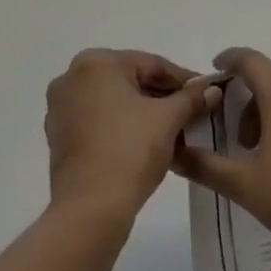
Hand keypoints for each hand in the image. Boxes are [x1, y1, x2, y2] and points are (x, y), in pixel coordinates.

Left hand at [44, 50, 217, 224]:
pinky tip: (146, 142)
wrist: (90, 208)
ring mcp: (61, 108)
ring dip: (144, 111)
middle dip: (163, 96)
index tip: (207, 92)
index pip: (151, 64)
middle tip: (193, 111)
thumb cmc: (131, 150)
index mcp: (96, 63)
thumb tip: (211, 89)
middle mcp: (72, 77)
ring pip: (114, 101)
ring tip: (175, 128)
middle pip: (131, 80)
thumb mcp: (169, 118)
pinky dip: (122, 126)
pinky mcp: (58, 136)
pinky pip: (98, 120)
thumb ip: (191, 97)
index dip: (183, 79)